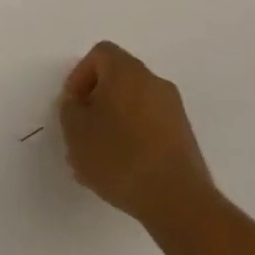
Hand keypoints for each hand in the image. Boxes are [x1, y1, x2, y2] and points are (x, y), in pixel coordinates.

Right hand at [60, 41, 217, 227]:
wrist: (177, 200)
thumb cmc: (118, 156)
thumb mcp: (75, 131)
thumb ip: (70, 109)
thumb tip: (80, 104)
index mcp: (127, 71)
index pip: (100, 54)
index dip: (79, 76)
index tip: (72, 106)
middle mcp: (154, 82)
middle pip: (117, 80)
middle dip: (95, 103)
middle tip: (81, 132)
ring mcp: (174, 110)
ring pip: (133, 106)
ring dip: (112, 124)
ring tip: (97, 160)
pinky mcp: (184, 137)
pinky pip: (149, 127)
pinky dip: (133, 139)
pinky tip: (121, 171)